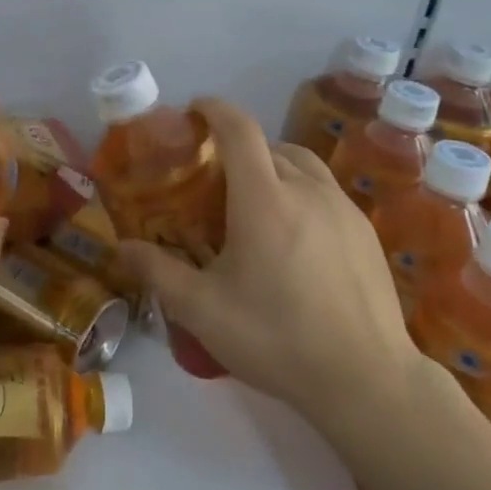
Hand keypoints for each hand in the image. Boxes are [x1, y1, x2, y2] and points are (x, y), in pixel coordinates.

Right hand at [116, 98, 421, 421]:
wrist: (367, 380)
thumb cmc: (276, 338)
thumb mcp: (203, 310)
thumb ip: (159, 272)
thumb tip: (123, 248)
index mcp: (264, 199)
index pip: (240, 129)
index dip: (215, 109)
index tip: (195, 110)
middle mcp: (307, 189)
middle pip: (270, 146)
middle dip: (238, 147)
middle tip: (214, 176)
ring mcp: (343, 208)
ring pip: (303, 164)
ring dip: (273, 165)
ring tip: (254, 199)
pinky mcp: (366, 231)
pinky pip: (326, 191)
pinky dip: (301, 191)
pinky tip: (294, 235)